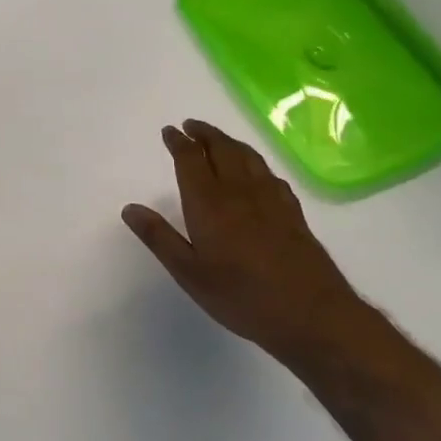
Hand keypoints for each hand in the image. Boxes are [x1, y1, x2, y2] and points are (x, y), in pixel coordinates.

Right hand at [122, 119, 370, 369]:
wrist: (311, 314)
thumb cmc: (242, 296)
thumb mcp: (189, 273)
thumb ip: (159, 237)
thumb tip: (130, 208)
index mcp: (209, 202)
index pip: (190, 159)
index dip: (178, 142)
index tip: (169, 131)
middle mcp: (239, 190)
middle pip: (221, 148)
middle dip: (204, 133)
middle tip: (191, 126)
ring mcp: (270, 198)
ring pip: (247, 156)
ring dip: (229, 142)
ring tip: (218, 139)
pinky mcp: (292, 211)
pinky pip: (269, 174)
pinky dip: (255, 162)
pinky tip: (256, 172)